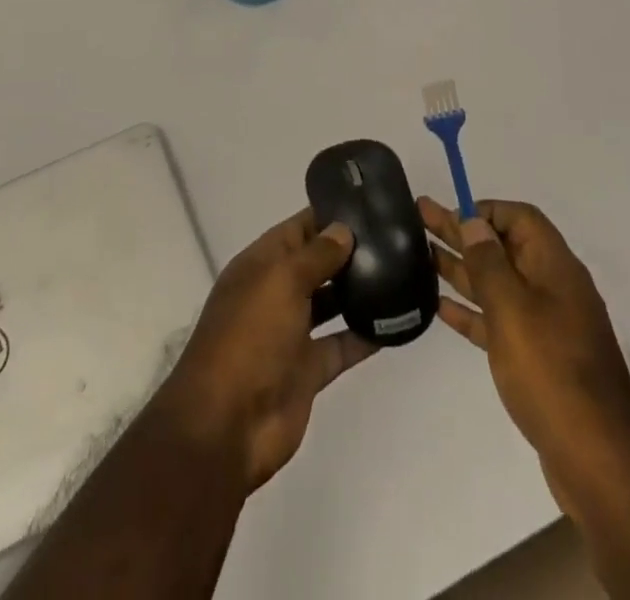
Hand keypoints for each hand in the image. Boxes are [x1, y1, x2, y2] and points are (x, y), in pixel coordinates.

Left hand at [154, 209, 375, 494]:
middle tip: (395, 237)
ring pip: (330, 303)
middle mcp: (276, 293)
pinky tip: (397, 321)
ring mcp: (292, 333)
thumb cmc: (250, 337)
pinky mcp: (309, 370)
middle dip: (348, 251)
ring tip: (402, 271)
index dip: (327, 215)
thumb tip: (343, 229)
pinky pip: (342, 345)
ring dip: (358, 290)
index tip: (367, 204)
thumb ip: (316, 255)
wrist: (227, 424)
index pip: (297, 229)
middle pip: (316, 264)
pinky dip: (366, 335)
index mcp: (261, 265)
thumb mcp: (281, 282)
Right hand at [420, 197, 629, 515]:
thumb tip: (474, 223)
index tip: (450, 213)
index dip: (485, 210)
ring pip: (497, 284)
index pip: (520, 218)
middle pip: (502, 248)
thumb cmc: (551, 371)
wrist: (597, 461)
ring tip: (421, 254)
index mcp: (555, 267)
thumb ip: (488, 263)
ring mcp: (546, 326)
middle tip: (419, 215)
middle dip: (462, 232)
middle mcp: (552, 289)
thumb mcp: (513, 308)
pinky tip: (441, 306)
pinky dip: (471, 311)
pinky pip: (499, 321)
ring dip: (461, 268)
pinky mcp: (537, 359)